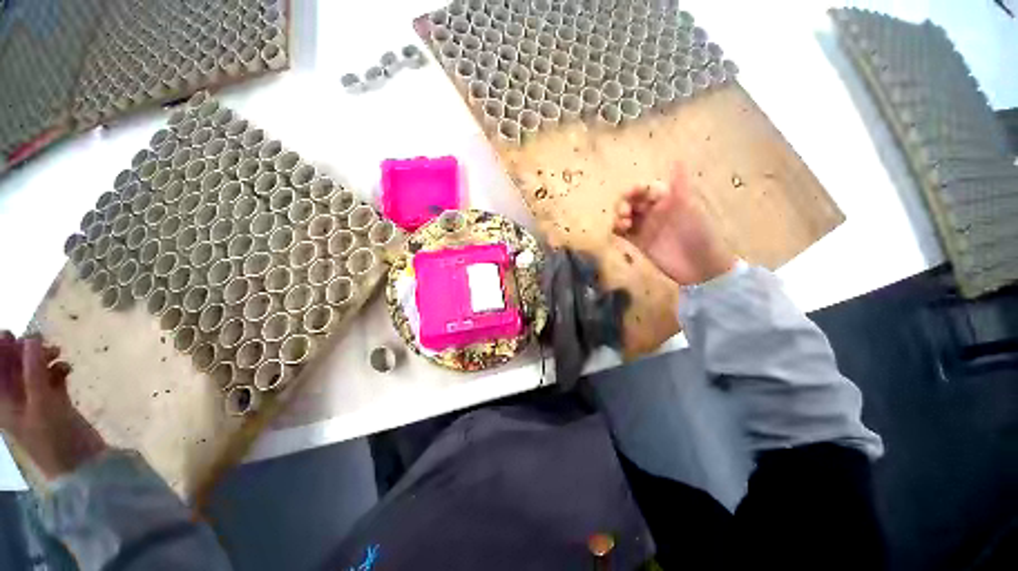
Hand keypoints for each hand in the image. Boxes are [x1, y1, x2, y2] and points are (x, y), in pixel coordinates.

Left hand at [0, 331, 105, 479]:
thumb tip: (31, 336)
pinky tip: (68, 368)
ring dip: (43, 358)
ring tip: (59, 351)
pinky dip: (58, 370)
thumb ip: (34, 369)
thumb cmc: (52, 436)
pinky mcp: (55, 402)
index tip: (13, 332)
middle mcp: (15, 398)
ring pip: (34, 371)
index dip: (0, 350)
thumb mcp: (42, 402)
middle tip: (40, 338)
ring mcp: (36, 401)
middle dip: (25, 352)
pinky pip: (52, 378)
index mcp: (4, 401)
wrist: (80, 462)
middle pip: (13, 367)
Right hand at [613, 164, 736, 285]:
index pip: (645, 189)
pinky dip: (616, 229)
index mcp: (666, 200)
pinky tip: (619, 231)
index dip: (636, 189)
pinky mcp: (638, 242)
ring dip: (618, 216)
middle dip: (624, 203)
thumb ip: (679, 185)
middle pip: (631, 201)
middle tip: (625, 213)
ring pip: (624, 216)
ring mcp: (644, 227)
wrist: (699, 266)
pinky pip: (622, 232)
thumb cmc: (697, 233)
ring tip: (624, 224)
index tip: (632, 194)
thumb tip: (677, 158)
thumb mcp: (689, 207)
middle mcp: (653, 212)